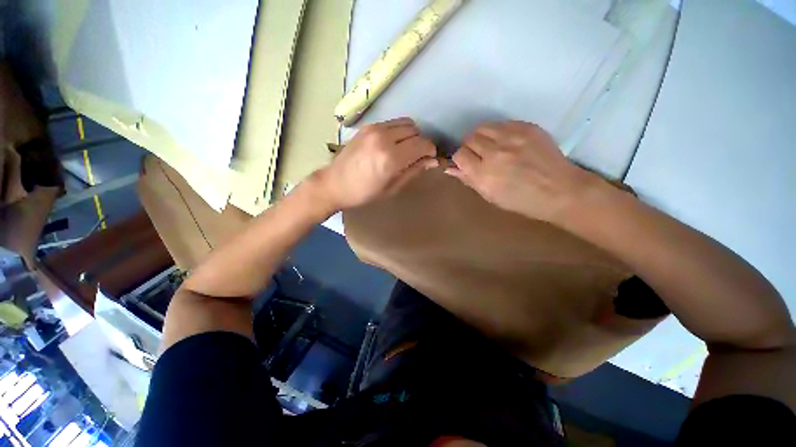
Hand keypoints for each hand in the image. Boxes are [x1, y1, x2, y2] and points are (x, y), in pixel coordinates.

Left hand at [315, 117, 437, 210]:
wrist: (334, 183)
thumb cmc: (364, 193)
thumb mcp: (392, 188)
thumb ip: (413, 171)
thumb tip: (432, 161)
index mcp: (391, 158)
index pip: (422, 144)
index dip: (430, 151)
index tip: (429, 159)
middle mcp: (384, 138)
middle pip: (416, 131)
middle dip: (421, 143)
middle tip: (416, 156)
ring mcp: (375, 129)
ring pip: (406, 123)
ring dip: (411, 135)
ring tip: (405, 149)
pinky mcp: (368, 126)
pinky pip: (392, 123)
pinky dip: (399, 131)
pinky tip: (392, 144)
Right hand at [446, 121, 598, 222]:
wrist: (560, 191)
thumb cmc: (521, 200)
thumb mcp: (490, 196)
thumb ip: (468, 180)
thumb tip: (449, 169)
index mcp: (484, 174)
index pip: (459, 155)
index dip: (461, 159)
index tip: (467, 163)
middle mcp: (495, 153)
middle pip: (469, 139)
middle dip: (470, 147)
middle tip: (480, 156)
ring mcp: (512, 138)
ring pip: (483, 127)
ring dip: (482, 137)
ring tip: (491, 146)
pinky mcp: (527, 128)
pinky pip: (501, 123)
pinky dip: (498, 132)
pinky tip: (507, 142)